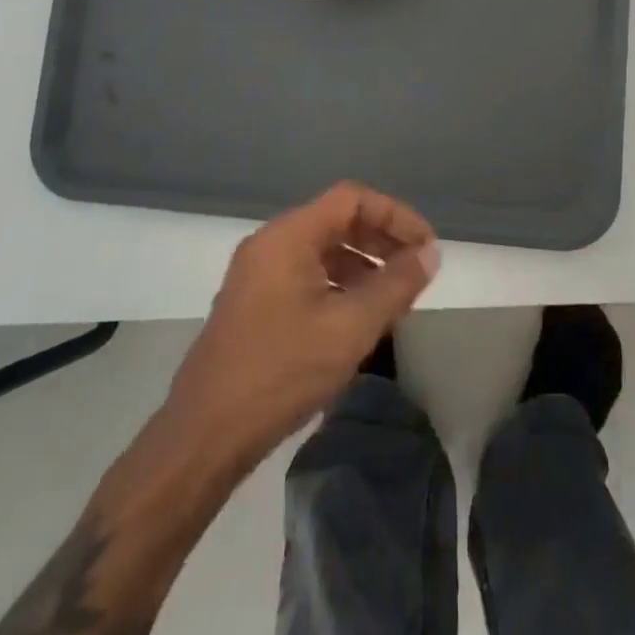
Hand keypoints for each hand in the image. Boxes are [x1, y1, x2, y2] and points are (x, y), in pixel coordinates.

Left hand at [164, 182, 439, 470]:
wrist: (205, 435)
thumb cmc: (281, 372)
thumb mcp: (350, 328)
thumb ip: (395, 286)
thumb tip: (429, 253)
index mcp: (288, 235)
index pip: (352, 198)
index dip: (394, 215)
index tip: (425, 247)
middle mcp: (271, 243)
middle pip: (337, 219)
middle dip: (381, 239)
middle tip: (415, 270)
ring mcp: (258, 272)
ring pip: (322, 248)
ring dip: (362, 263)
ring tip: (393, 296)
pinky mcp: (255, 301)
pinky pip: (306, 273)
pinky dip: (339, 283)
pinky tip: (358, 317)